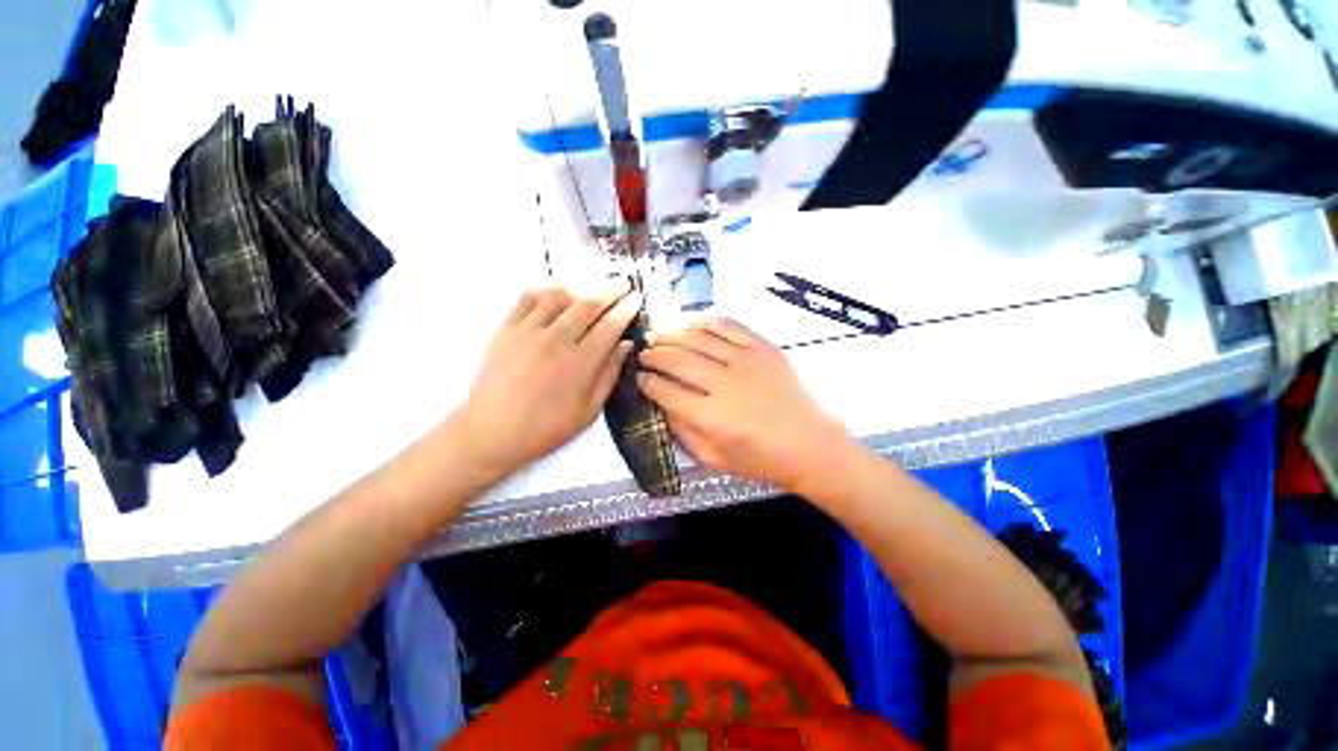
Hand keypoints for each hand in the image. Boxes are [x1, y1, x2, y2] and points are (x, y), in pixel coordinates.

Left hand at [454, 284, 640, 479]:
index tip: (636, 298)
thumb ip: (609, 375)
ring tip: (594, 285)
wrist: (490, 432)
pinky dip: (547, 288)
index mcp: (579, 363)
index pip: (610, 326)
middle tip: (623, 283)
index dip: (626, 309)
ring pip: (560, 295)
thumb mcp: (588, 411)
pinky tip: (559, 289)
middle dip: (610, 289)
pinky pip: (528, 297)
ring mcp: (528, 331)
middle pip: (588, 304)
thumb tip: (626, 345)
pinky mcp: (506, 329)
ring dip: (583, 286)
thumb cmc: (545, 429)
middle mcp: (556, 340)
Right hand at [637, 318, 850, 492]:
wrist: (810, 443)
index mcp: (712, 417)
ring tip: (658, 336)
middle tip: (643, 353)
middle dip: (653, 354)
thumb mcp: (714, 458)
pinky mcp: (763, 347)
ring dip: (672, 334)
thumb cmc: (761, 458)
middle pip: (678, 359)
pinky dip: (704, 321)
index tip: (639, 377)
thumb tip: (661, 403)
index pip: (667, 391)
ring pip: (698, 338)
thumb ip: (683, 431)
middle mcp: (725, 384)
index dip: (647, 382)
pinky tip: (690, 325)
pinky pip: (727, 325)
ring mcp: (746, 361)